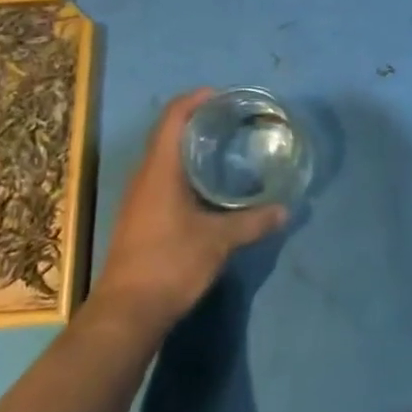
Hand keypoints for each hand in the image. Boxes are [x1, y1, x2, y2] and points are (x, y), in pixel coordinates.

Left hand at [92, 89, 288, 330]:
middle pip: (168, 132)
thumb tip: (285, 210)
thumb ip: (252, 222)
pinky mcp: (140, 217)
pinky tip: (208, 185)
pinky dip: (185, 169)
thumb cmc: (170, 264)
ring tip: (225, 147)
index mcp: (160, 169)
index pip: (173, 116)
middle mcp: (145, 176)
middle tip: (233, 120)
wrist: (126, 314)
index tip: (223, 96)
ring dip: (190, 146)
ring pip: (165, 157)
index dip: (196, 99)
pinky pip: (163, 177)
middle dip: (198, 120)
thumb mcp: (218, 241)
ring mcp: (139, 198)